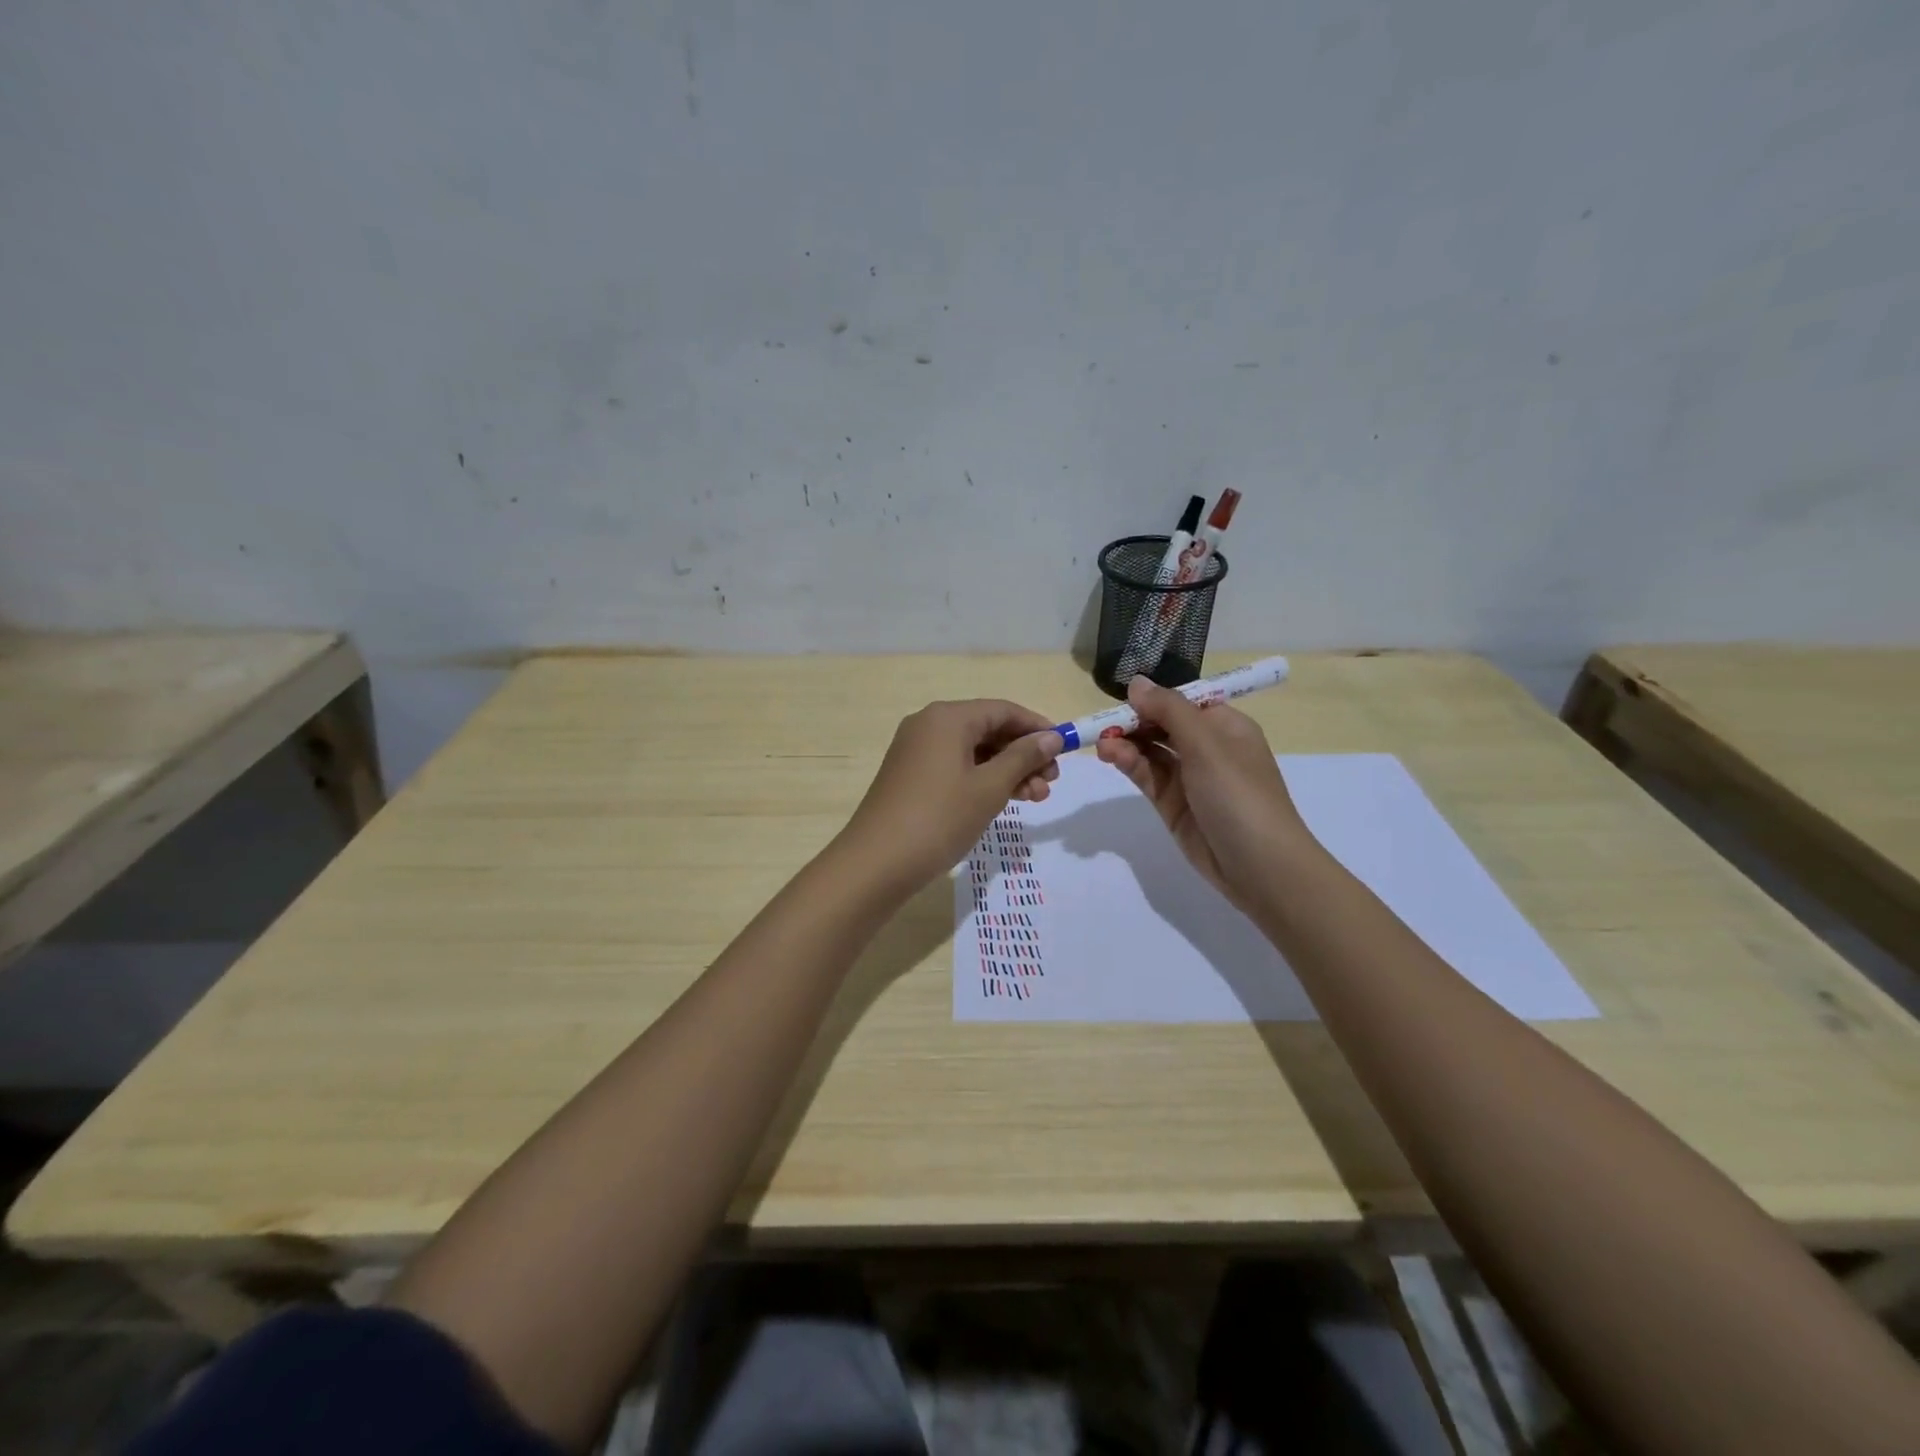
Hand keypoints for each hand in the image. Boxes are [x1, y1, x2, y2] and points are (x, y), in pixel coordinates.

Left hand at [838, 700, 1063, 896]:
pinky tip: (1004, 801)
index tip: (1065, 750)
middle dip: (1024, 754)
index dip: (1037, 728)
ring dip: (1007, 771)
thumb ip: (1023, 758)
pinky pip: (956, 766)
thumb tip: (1051, 737)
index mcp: (947, 718)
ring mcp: (916, 751)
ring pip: (973, 751)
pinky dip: (982, 780)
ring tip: (1035, 799)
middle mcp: (929, 725)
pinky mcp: (911, 775)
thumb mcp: (989, 788)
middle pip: (988, 729)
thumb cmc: (939, 818)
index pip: (1003, 710)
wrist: (877, 862)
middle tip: (1051, 783)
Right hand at [1094, 676, 1310, 907]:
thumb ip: (1169, 710)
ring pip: (1151, 751)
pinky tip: (1112, 757)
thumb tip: (1136, 683)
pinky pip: (1148, 776)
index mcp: (1226, 726)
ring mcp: (1189, 778)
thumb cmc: (1239, 795)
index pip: (1184, 702)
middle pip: (1163, 725)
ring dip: (1127, 743)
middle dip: (1134, 721)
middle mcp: (1208, 748)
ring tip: (1102, 743)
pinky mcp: (1173, 805)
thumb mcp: (1206, 744)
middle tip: (1104, 725)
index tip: (1124, 699)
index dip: (1155, 698)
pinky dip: (1129, 764)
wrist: (1259, 866)